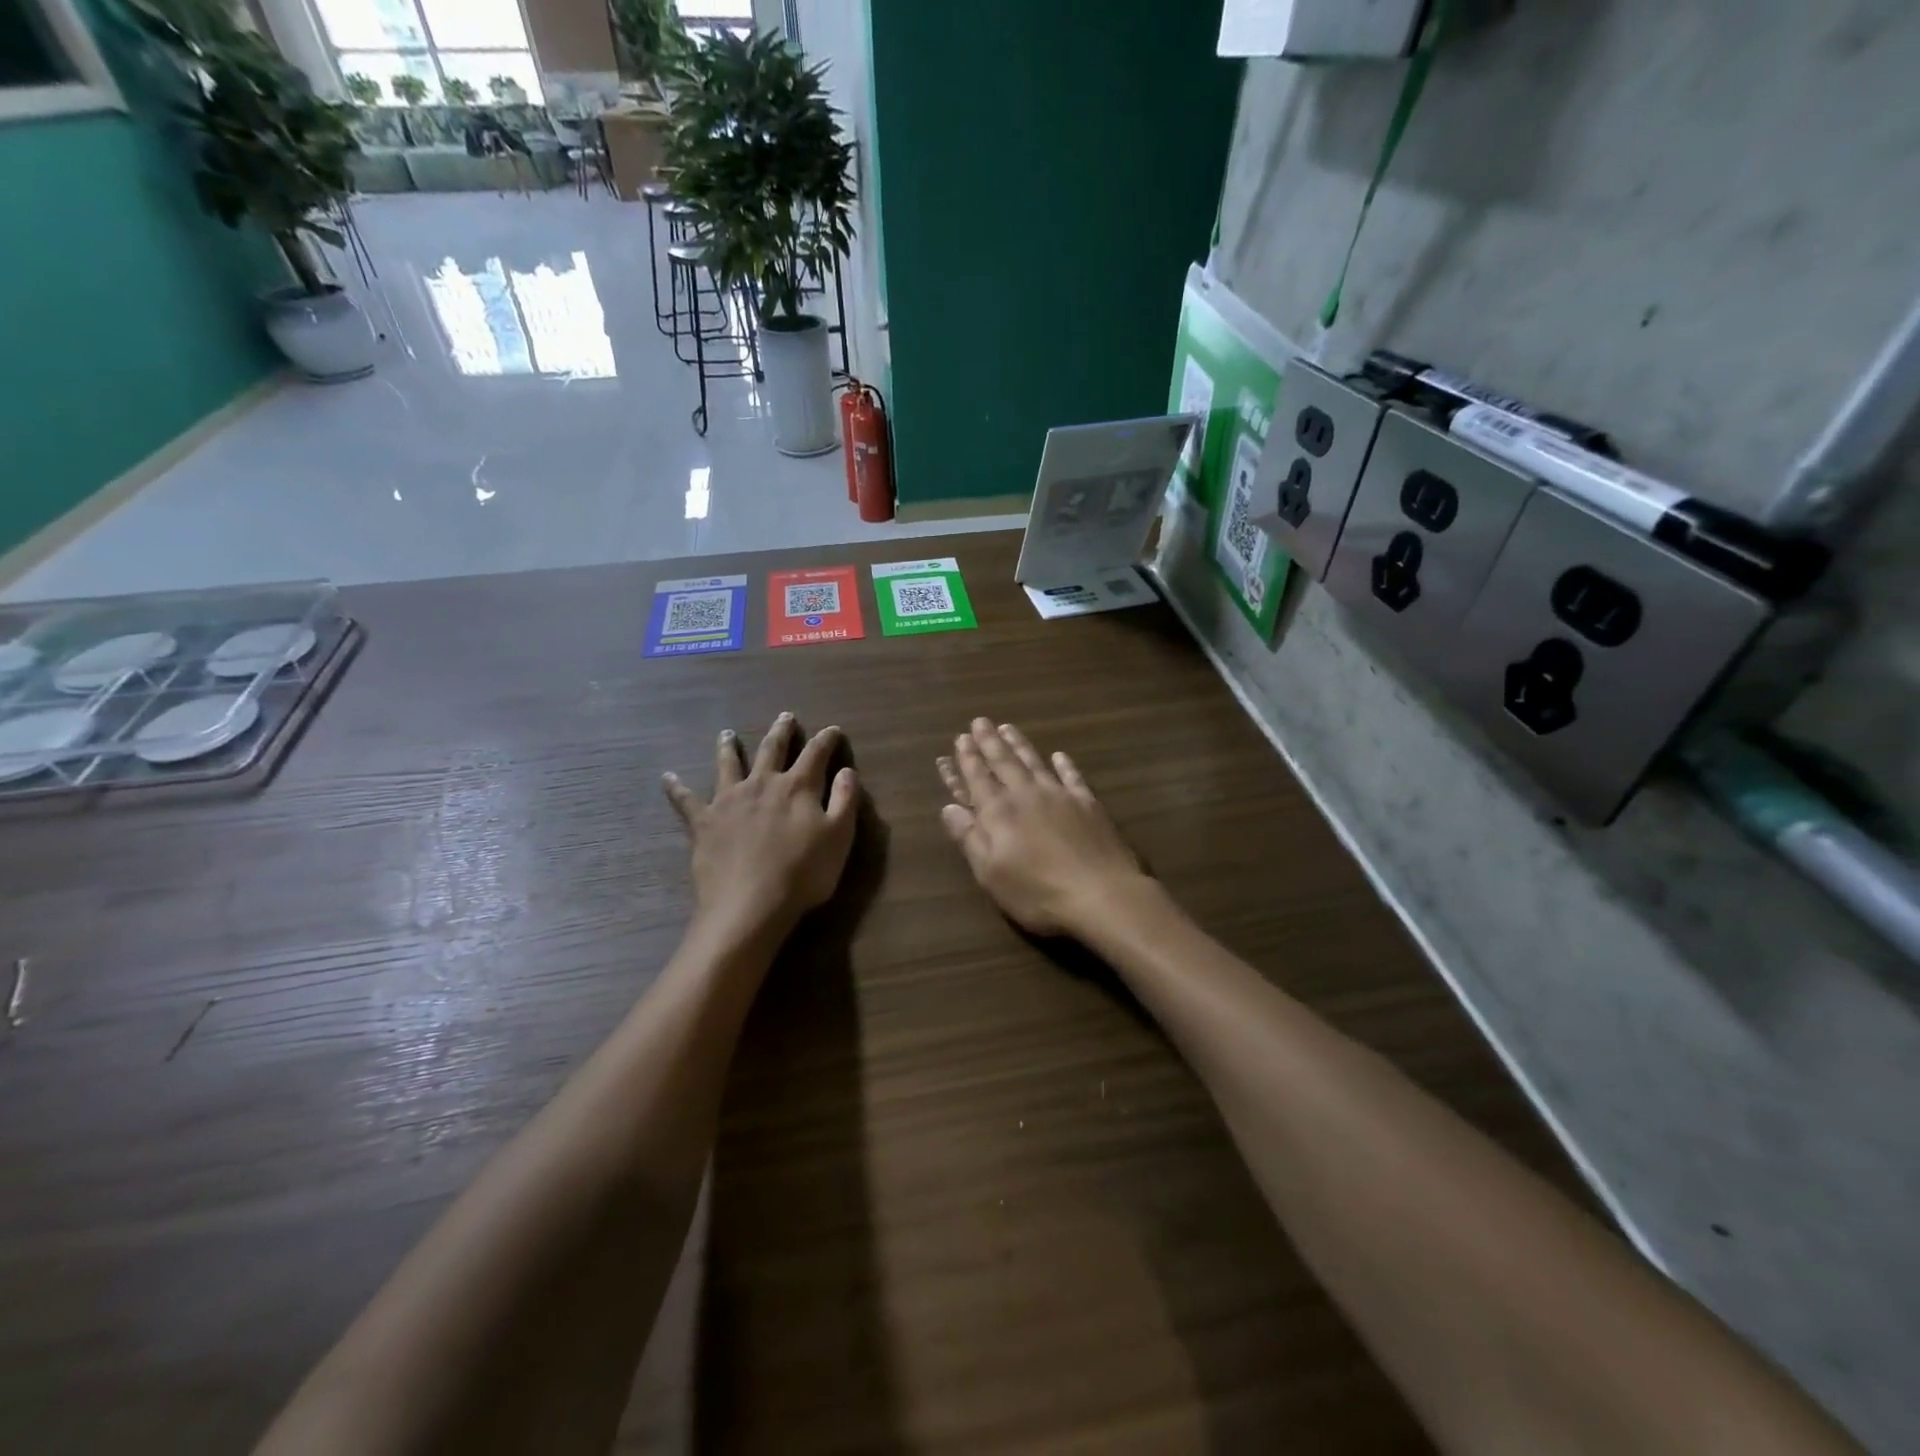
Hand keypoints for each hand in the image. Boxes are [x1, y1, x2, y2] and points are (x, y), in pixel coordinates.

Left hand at [664, 714, 859, 936]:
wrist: (750, 904)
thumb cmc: (803, 873)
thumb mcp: (839, 837)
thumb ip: (845, 800)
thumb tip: (846, 771)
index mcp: (798, 787)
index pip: (816, 755)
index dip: (826, 740)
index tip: (832, 730)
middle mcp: (762, 784)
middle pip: (772, 750)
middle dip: (781, 732)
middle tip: (785, 716)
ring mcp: (729, 801)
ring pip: (728, 765)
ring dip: (728, 747)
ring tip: (726, 734)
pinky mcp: (703, 822)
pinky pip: (686, 800)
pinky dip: (676, 788)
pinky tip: (667, 777)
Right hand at [937, 719, 1147, 937]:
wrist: (1101, 894)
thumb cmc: (1037, 891)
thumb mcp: (991, 873)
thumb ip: (969, 837)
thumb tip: (948, 807)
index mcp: (999, 813)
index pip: (978, 779)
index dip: (967, 760)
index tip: (960, 739)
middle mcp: (1027, 795)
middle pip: (1004, 763)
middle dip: (989, 742)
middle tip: (979, 721)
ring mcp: (1060, 796)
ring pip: (1034, 763)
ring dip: (1019, 745)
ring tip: (1007, 727)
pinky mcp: (1088, 804)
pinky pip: (1072, 776)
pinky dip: (1064, 765)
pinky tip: (1059, 755)